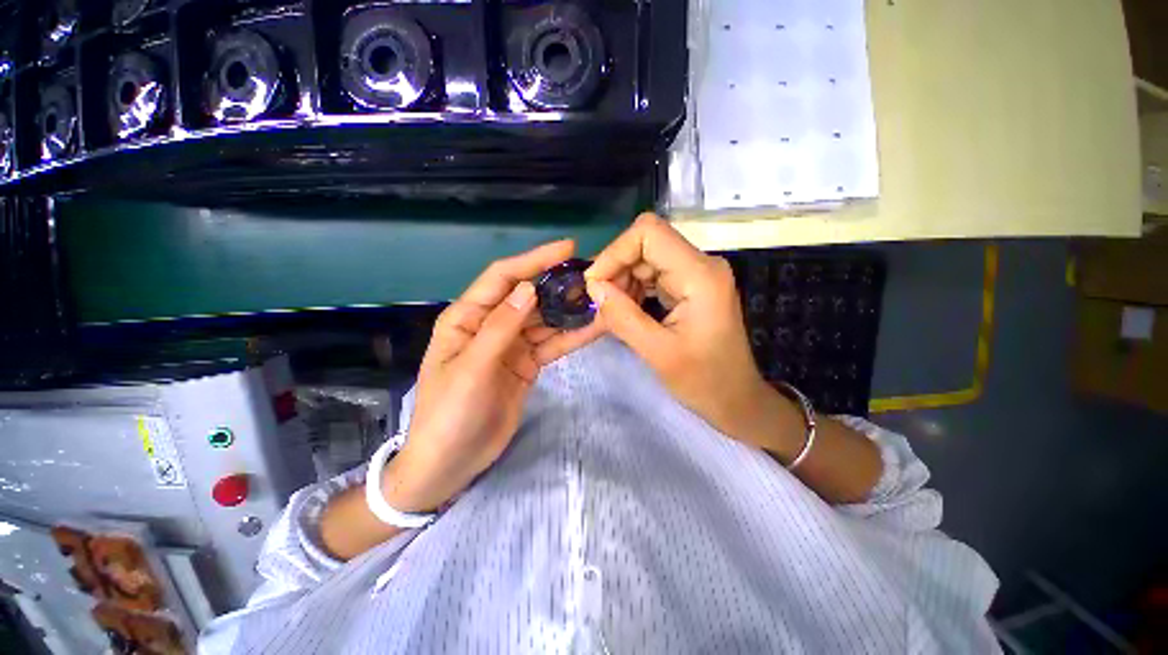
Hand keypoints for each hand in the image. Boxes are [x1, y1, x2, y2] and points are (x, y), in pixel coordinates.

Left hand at [386, 240, 600, 511]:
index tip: (567, 248)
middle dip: (559, 285)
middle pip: (529, 297)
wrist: (451, 463)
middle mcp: (490, 325)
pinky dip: (571, 336)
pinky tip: (593, 327)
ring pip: (544, 320)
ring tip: (601, 299)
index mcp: (467, 318)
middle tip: (594, 276)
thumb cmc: (449, 415)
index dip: (533, 260)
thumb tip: (528, 288)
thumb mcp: (471, 369)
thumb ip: (500, 328)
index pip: (503, 278)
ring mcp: (511, 346)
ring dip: (569, 310)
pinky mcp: (526, 364)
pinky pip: (551, 345)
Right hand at [580, 214, 785, 446]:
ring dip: (621, 282)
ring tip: (610, 313)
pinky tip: (624, 313)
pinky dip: (632, 290)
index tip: (594, 286)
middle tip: (600, 305)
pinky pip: (651, 276)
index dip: (615, 253)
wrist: (736, 399)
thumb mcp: (658, 353)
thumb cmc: (704, 382)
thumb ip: (623, 317)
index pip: (649, 233)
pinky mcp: (689, 287)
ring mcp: (695, 274)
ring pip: (644, 259)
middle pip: (644, 244)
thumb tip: (593, 288)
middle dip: (615, 270)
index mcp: (700, 275)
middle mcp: (700, 265)